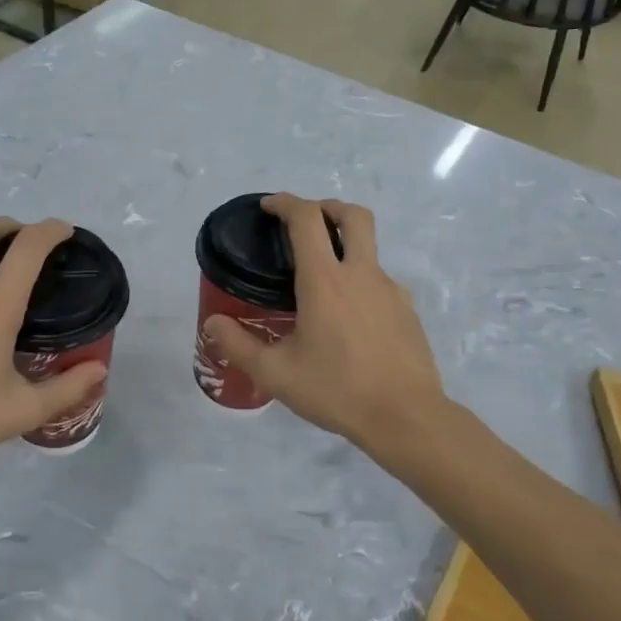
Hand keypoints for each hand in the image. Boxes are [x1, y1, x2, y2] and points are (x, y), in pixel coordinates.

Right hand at [204, 194, 447, 454]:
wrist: (406, 417)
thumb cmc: (336, 390)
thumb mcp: (276, 373)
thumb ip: (238, 345)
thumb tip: (213, 323)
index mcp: (325, 280)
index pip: (307, 219)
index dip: (286, 203)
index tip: (269, 206)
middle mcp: (361, 274)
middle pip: (353, 215)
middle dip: (327, 207)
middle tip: (306, 222)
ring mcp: (390, 290)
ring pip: (369, 249)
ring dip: (344, 247)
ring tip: (322, 283)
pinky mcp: (407, 311)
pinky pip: (379, 282)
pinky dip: (359, 282)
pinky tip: (348, 319)